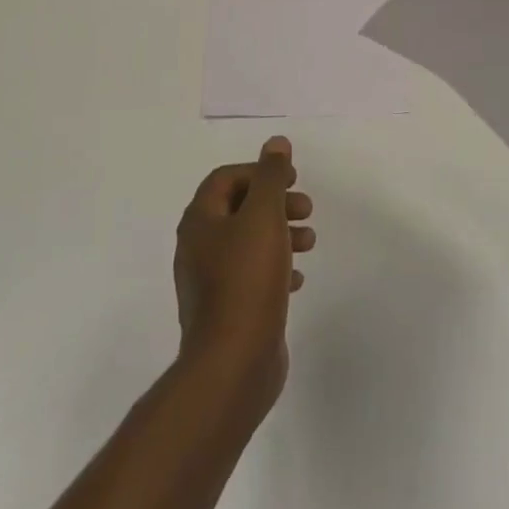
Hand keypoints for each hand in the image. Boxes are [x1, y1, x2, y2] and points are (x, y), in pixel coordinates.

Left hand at [173, 136, 315, 411]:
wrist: (233, 365)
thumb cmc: (247, 280)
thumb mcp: (264, 216)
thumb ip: (271, 176)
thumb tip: (275, 143)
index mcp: (200, 222)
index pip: (226, 178)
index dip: (260, 171)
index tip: (292, 179)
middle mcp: (198, 248)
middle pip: (239, 209)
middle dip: (276, 203)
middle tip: (306, 208)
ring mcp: (210, 283)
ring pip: (249, 243)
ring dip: (280, 234)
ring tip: (310, 242)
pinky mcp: (226, 312)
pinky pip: (252, 276)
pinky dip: (276, 268)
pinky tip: (297, 278)